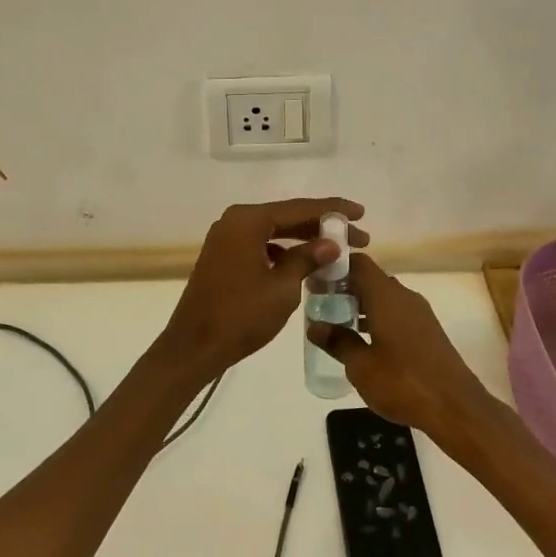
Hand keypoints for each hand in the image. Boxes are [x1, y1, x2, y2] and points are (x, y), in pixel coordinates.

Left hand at [159, 198, 366, 376]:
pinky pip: (262, 245)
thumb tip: (332, 244)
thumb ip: (307, 259)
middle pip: (287, 217)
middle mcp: (235, 221)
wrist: (194, 348)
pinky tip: (305, 264)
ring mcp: (226, 238)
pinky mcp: (224, 256)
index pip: (299, 208)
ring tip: (337, 251)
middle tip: (358, 237)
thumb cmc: (240, 316)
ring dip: (304, 240)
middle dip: (322, 227)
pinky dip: (284, 251)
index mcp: (248, 221)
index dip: (333, 210)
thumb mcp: (282, 288)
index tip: (361, 213)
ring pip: (275, 231)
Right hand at [307, 253, 494, 439]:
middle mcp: (404, 296)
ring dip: (362, 306)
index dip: (336, 267)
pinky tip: (366, 343)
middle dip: (346, 289)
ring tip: (338, 326)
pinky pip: (397, 313)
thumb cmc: (402, 382)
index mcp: (386, 295)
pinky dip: (378, 319)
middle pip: (371, 279)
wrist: (455, 407)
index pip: (359, 263)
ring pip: (384, 298)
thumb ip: (337, 342)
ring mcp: (420, 313)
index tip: (316, 281)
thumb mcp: (360, 366)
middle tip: (321, 306)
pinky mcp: (428, 331)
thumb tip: (315, 327)